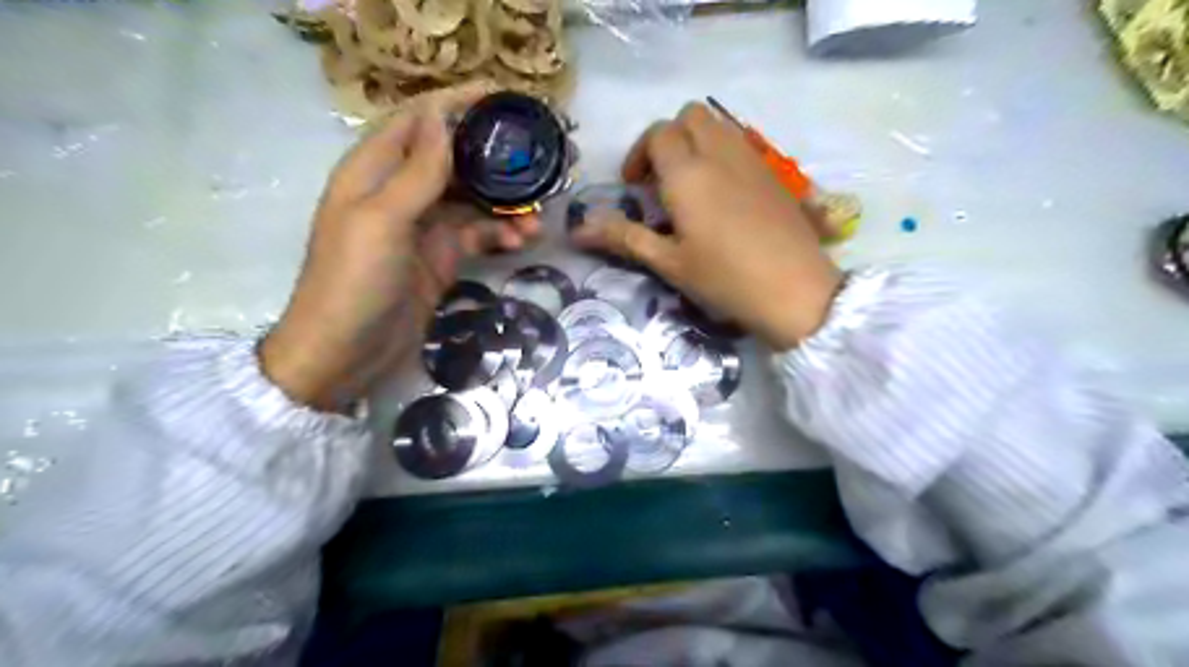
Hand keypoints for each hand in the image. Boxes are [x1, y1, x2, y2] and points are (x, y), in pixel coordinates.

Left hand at [260, 81, 542, 409]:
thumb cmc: (354, 281)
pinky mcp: (441, 256)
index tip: (503, 97)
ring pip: (472, 200)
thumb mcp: (384, 220)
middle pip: (453, 158)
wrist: (347, 353)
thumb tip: (442, 116)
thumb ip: (417, 171)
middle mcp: (400, 191)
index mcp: (374, 170)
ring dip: (505, 205)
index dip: (457, 103)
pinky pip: (477, 234)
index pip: (418, 120)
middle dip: (494, 158)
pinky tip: (522, 242)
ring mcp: (423, 226)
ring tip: (537, 218)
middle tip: (539, 158)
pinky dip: (500, 235)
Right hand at [571, 100, 838, 349]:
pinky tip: (723, 196)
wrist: (796, 292)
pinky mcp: (774, 173)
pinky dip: (722, 154)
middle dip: (668, 138)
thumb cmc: (724, 279)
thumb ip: (624, 238)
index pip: (658, 134)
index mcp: (688, 173)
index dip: (640, 154)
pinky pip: (741, 143)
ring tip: (690, 187)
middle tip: (660, 180)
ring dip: (696, 142)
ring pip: (719, 125)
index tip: (634, 188)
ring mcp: (752, 160)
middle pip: (690, 116)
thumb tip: (577, 231)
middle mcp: (720, 154)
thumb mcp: (669, 262)